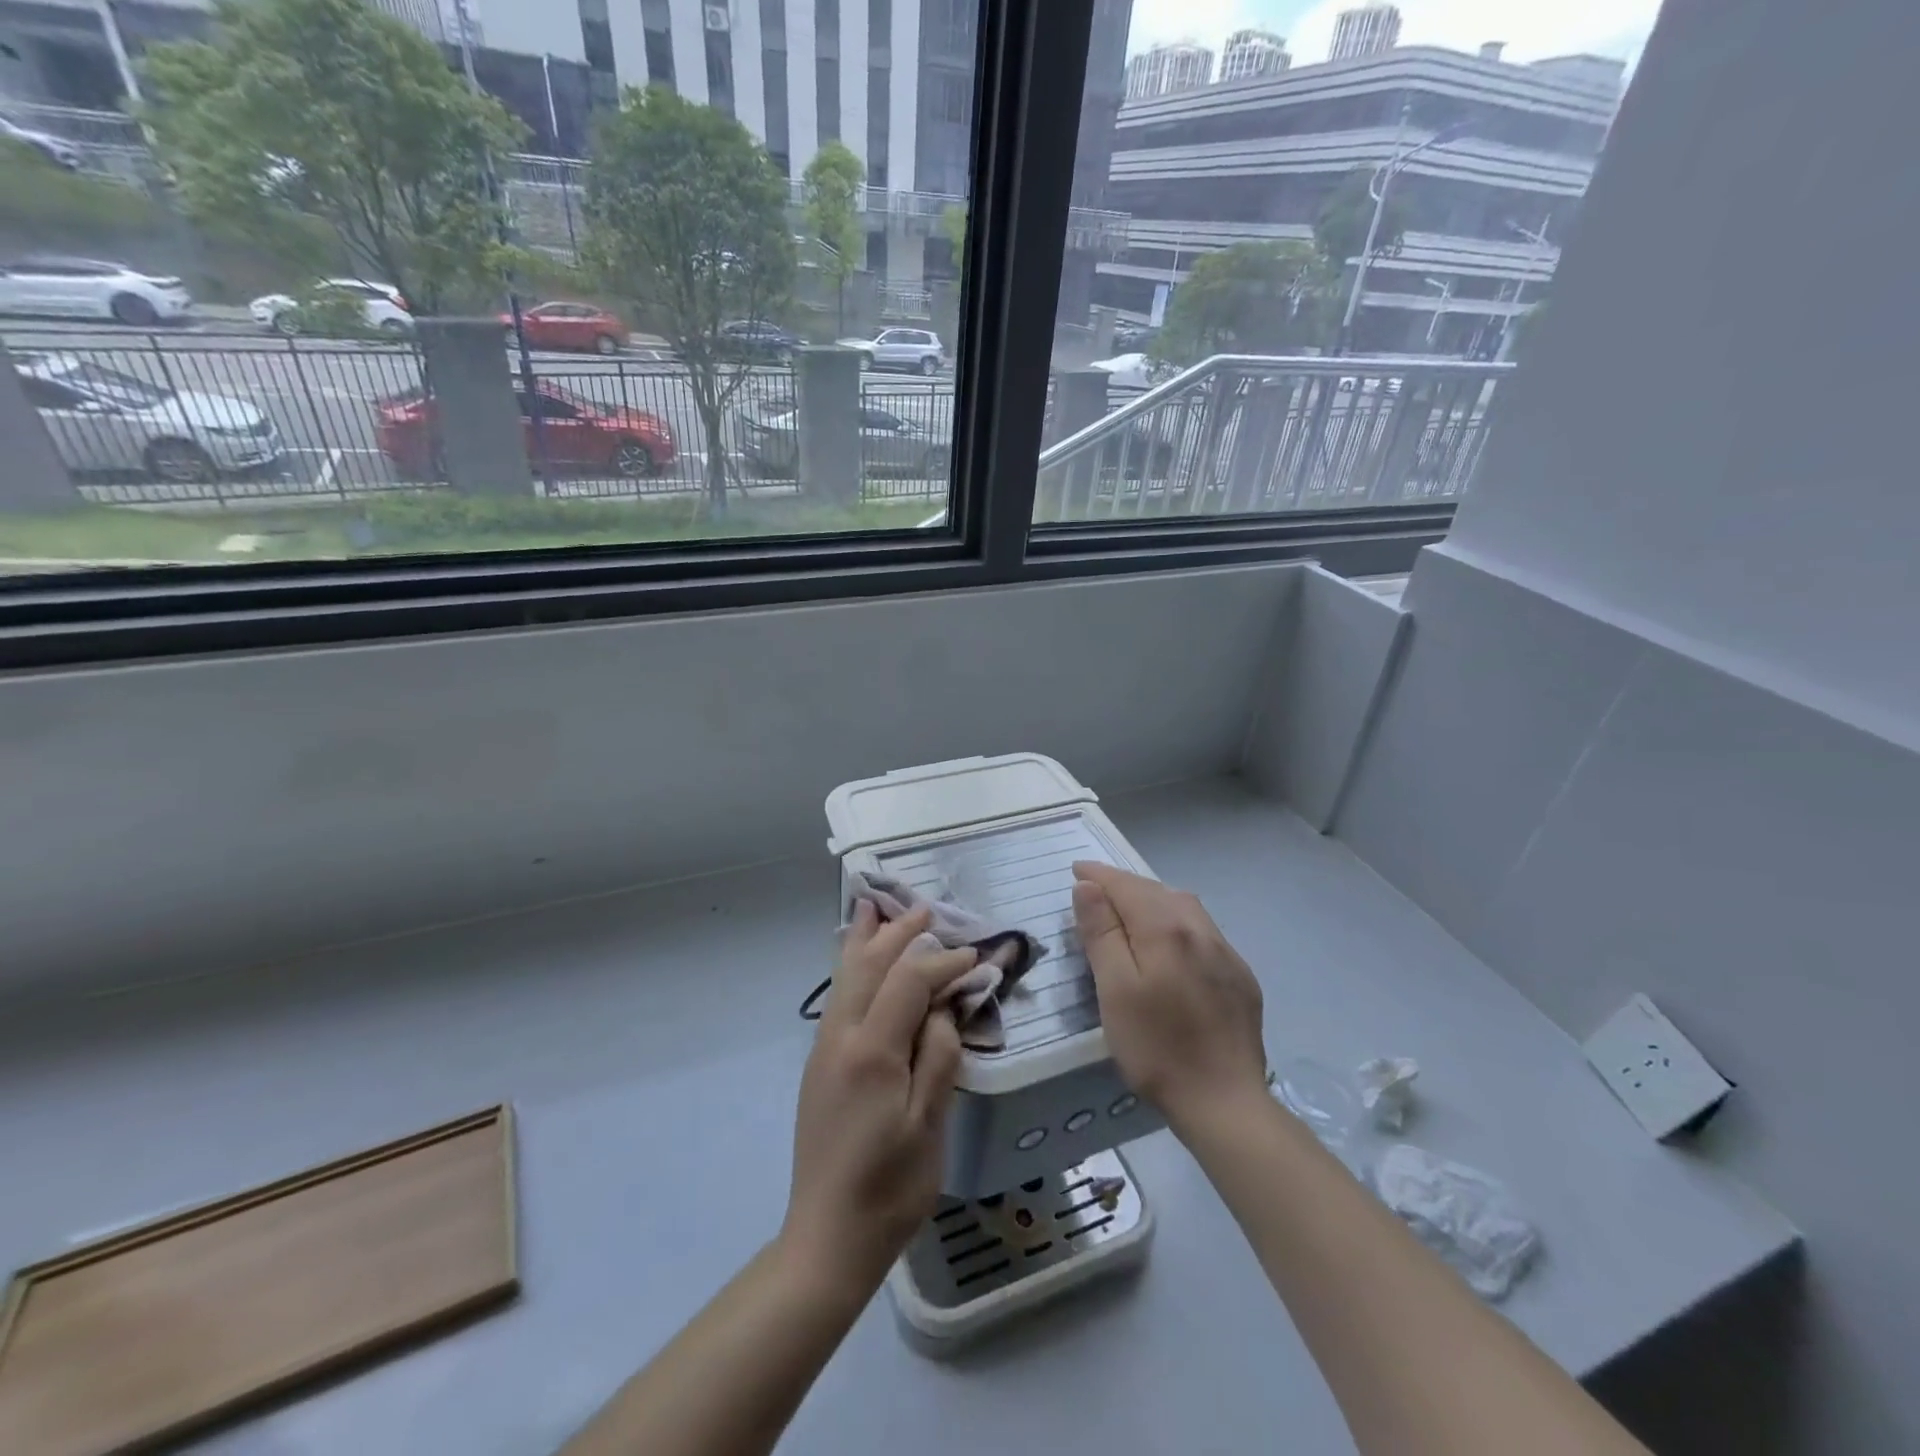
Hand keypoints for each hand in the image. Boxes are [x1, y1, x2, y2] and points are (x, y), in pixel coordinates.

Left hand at [781, 902, 977, 1295]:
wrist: (827, 1238)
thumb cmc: (889, 1187)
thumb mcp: (930, 1125)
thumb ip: (940, 1056)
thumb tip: (944, 1008)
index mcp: (871, 1050)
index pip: (910, 981)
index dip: (943, 962)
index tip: (975, 958)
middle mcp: (840, 1037)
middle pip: (869, 965)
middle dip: (898, 933)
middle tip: (925, 909)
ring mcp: (824, 1049)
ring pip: (845, 976)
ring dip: (867, 941)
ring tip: (875, 908)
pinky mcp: (819, 1064)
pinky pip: (838, 997)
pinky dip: (852, 967)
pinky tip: (858, 962)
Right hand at [1072, 861, 1267, 1130]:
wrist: (1225, 1103)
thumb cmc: (1156, 1048)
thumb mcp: (1115, 990)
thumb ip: (1102, 933)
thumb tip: (1089, 887)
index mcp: (1166, 929)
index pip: (1126, 887)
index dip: (1098, 876)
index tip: (1075, 869)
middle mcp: (1201, 930)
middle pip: (1157, 891)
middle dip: (1124, 884)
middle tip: (1095, 888)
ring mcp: (1226, 953)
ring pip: (1184, 907)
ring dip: (1153, 898)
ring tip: (1129, 907)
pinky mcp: (1240, 977)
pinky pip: (1203, 931)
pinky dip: (1177, 921)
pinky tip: (1171, 942)